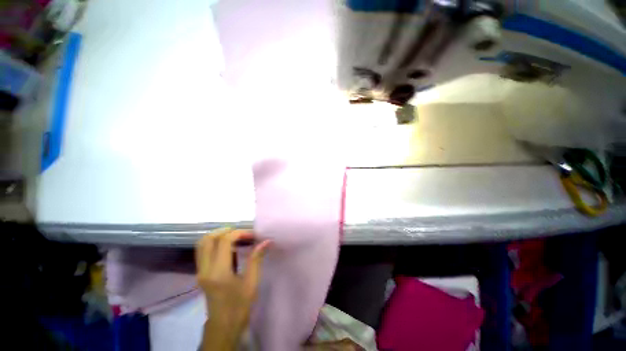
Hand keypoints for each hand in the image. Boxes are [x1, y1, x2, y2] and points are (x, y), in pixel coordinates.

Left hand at [196, 228, 269, 350]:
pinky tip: (229, 248)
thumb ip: (256, 259)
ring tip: (235, 238)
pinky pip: (203, 251)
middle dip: (226, 231)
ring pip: (202, 244)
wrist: (223, 326)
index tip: (253, 236)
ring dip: (218, 236)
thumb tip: (267, 241)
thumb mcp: (251, 282)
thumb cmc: (239, 306)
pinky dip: (215, 243)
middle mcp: (205, 269)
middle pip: (208, 239)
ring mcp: (200, 271)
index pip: (224, 241)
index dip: (239, 233)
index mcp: (218, 271)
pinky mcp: (201, 273)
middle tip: (242, 234)